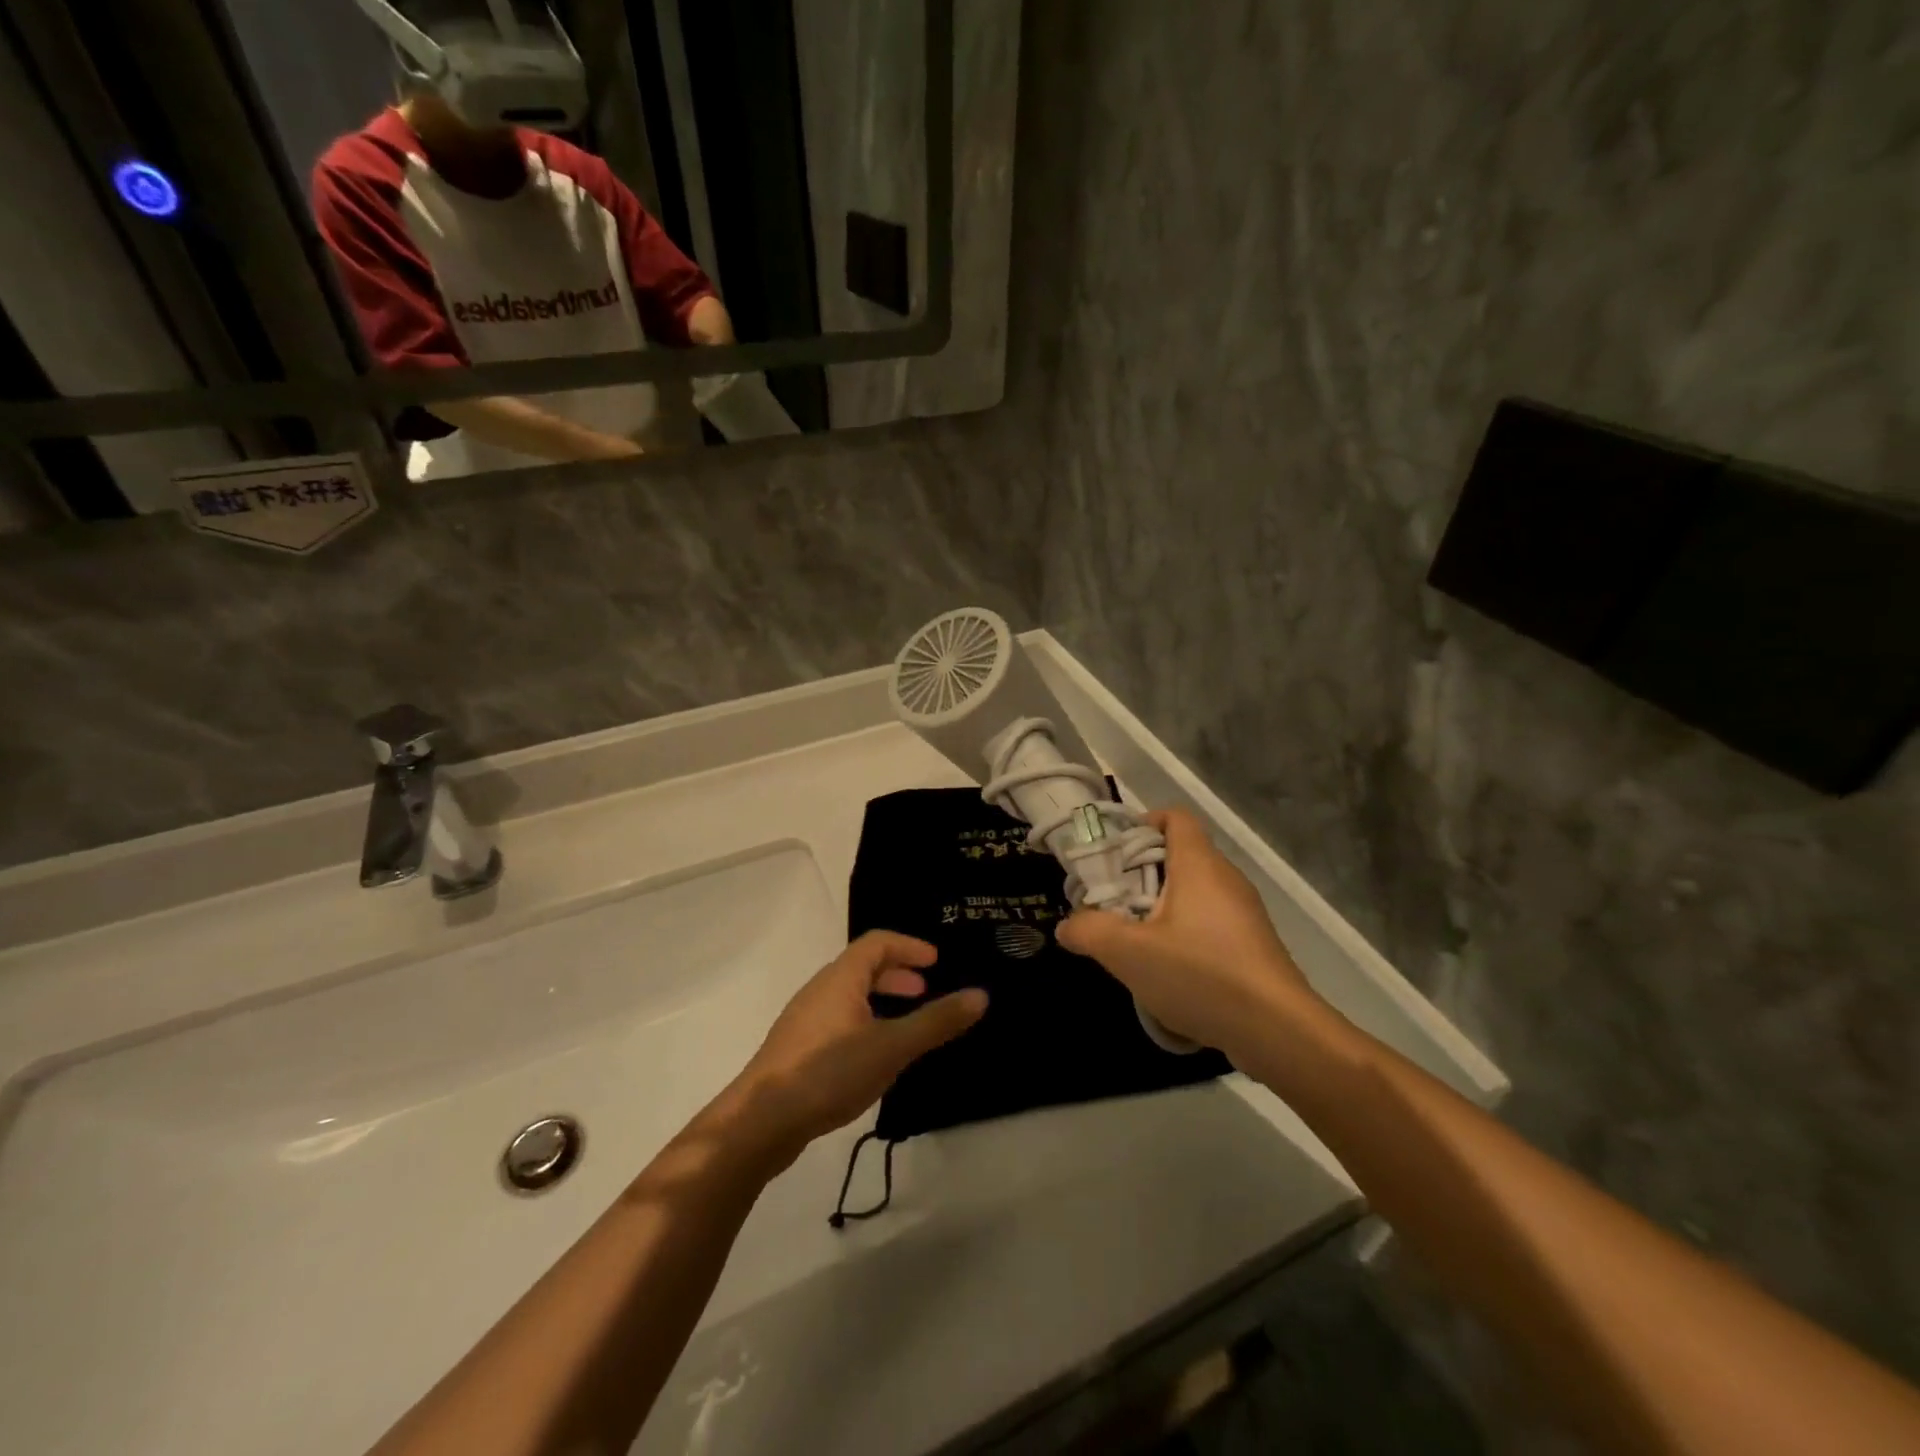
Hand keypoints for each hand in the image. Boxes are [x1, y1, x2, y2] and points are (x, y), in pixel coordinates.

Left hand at [729, 932, 986, 1166]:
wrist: (760, 1121)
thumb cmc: (829, 1072)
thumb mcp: (892, 1047)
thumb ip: (936, 1021)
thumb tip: (981, 995)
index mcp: (841, 978)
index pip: (877, 942)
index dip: (908, 946)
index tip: (935, 961)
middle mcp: (820, 989)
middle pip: (861, 966)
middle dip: (896, 974)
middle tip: (924, 990)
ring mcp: (804, 1020)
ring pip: (848, 995)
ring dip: (879, 999)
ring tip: (903, 1024)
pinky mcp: (795, 1049)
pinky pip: (837, 1019)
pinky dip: (863, 1021)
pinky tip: (873, 1056)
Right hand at [1056, 809, 1316, 1060]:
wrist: (1278, 1031)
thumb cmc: (1201, 974)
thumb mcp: (1128, 953)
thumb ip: (1090, 932)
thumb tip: (1067, 926)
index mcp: (1199, 865)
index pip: (1175, 818)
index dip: (1144, 823)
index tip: (1114, 851)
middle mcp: (1226, 879)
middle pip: (1180, 856)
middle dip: (1141, 872)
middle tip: (1110, 900)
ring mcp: (1244, 913)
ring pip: (1194, 893)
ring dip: (1160, 906)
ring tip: (1132, 938)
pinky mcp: (1253, 945)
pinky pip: (1210, 923)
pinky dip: (1184, 933)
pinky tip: (1167, 969)